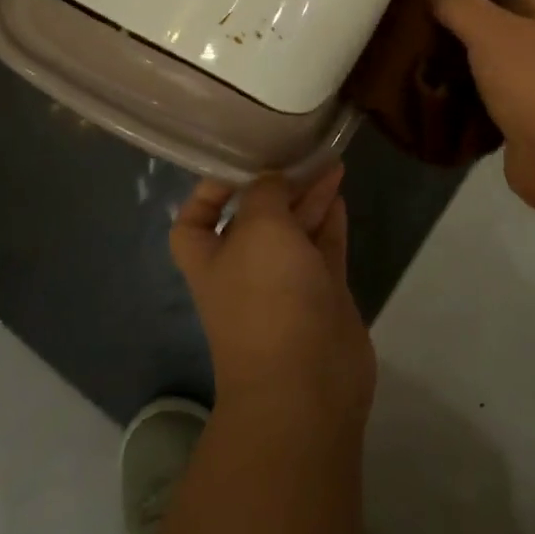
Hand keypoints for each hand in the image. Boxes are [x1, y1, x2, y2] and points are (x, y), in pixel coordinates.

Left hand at [171, 166, 374, 427]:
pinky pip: (324, 248)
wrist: (308, 383)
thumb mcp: (258, 227)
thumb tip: (273, 180)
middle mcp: (245, 269)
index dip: (209, 190)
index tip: (239, 162)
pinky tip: (339, 194)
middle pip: (256, 217)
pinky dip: (330, 221)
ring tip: (332, 161)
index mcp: (211, 257)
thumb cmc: (268, 296)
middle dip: (276, 185)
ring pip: (295, 230)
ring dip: (309, 196)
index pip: (195, 219)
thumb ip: (265, 192)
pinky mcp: (322, 296)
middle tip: (303, 150)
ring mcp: (286, 284)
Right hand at [432, 0, 534, 207]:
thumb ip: (459, 5)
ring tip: (424, 68)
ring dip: (464, 70)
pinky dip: (472, 102)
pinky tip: (443, 101)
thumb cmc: (532, 84)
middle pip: (500, 31)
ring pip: (496, 68)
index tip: (431, 1)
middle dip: (462, 33)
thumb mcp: (490, 31)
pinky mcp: (533, 123)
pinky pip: (495, 103)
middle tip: (421, 37)